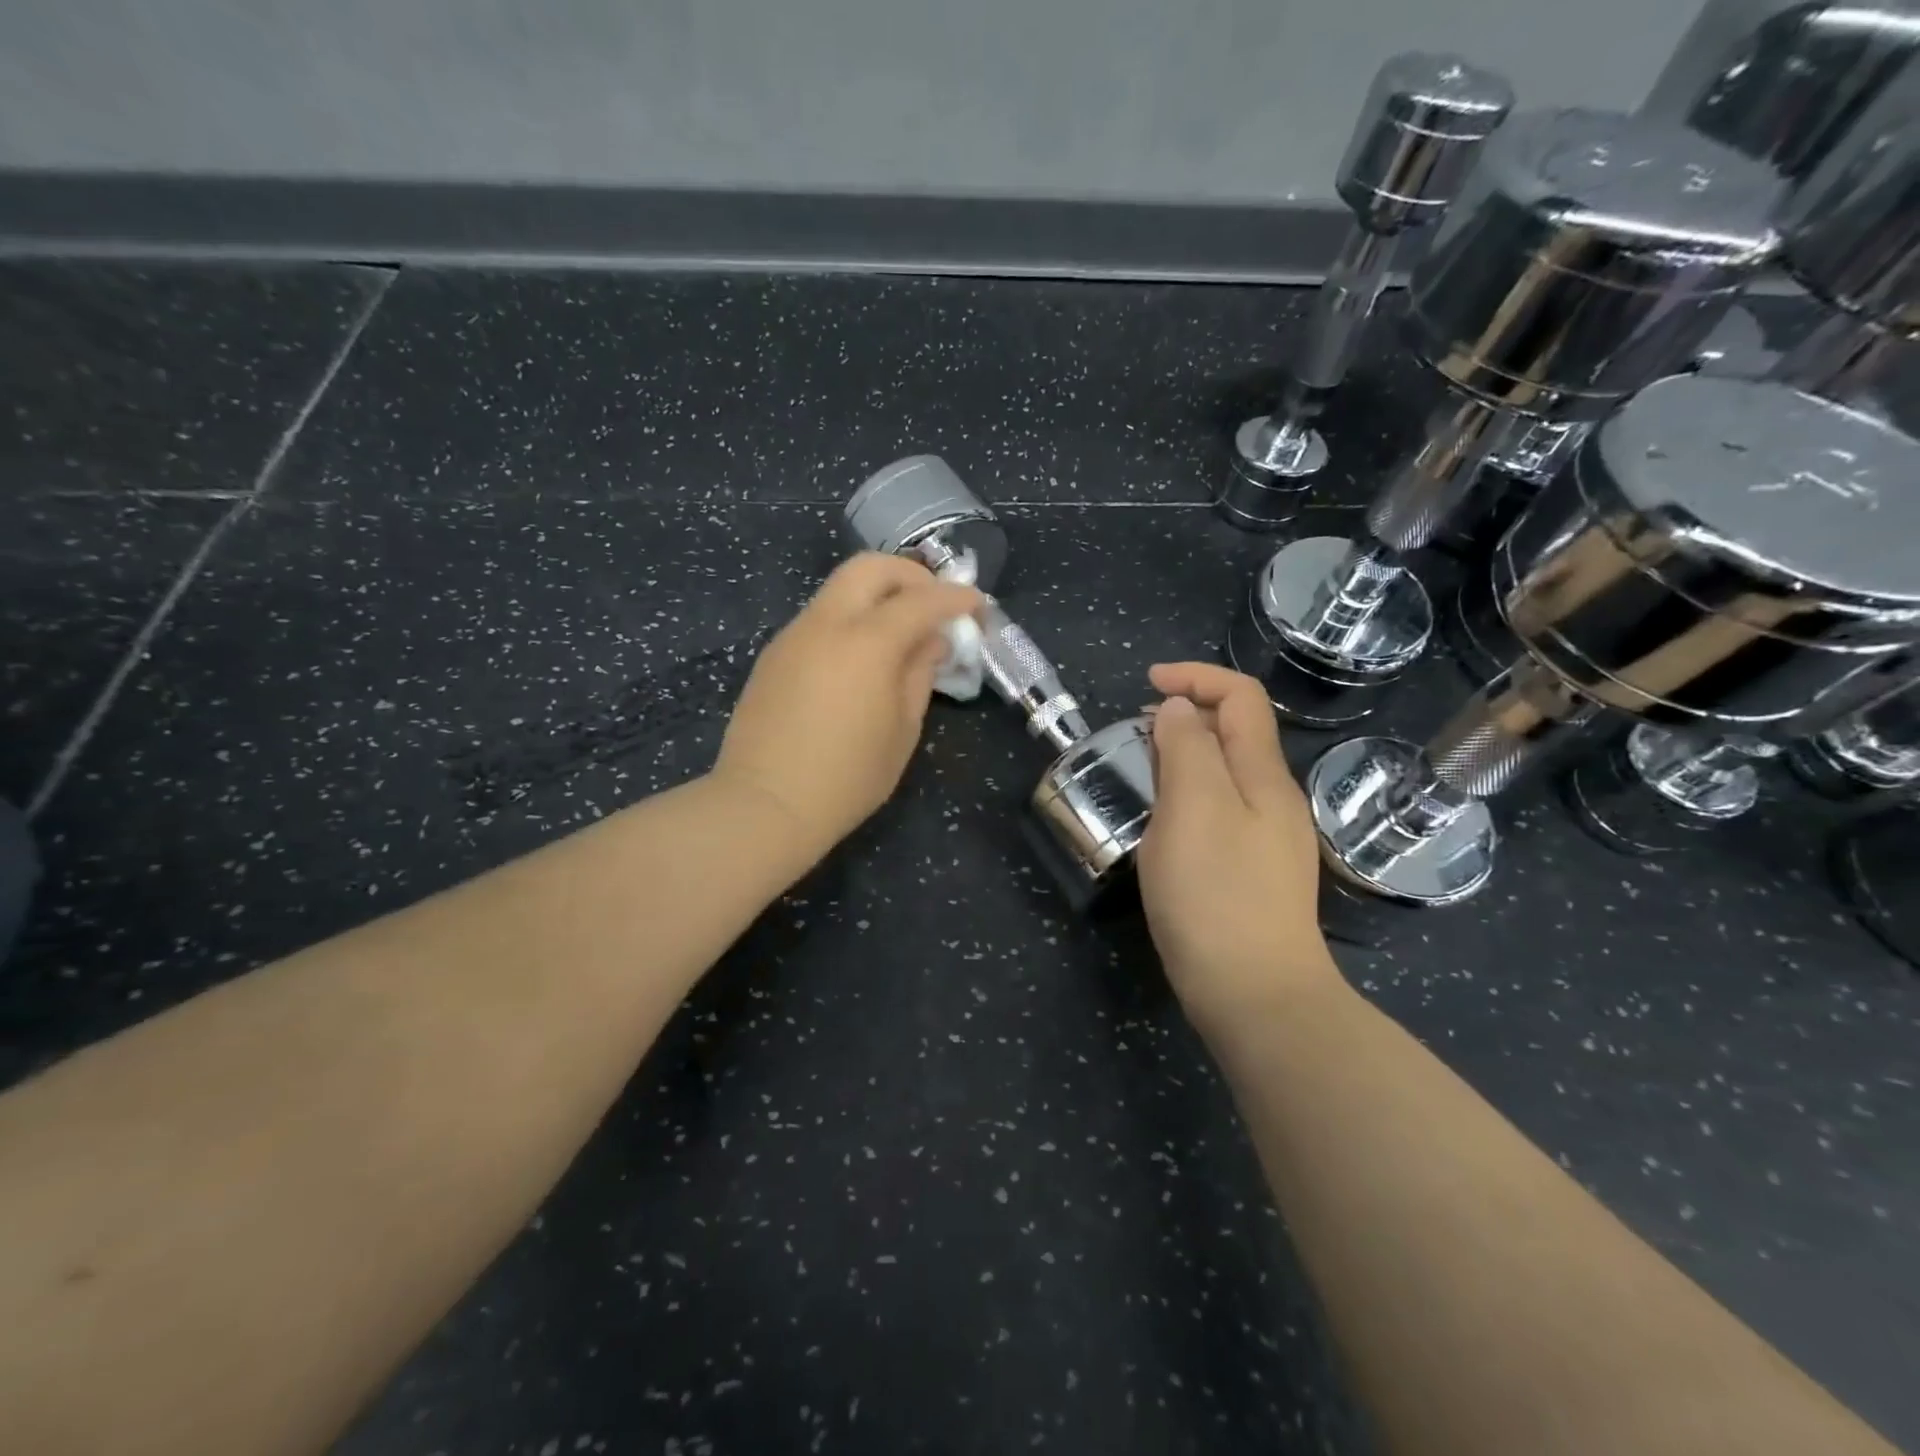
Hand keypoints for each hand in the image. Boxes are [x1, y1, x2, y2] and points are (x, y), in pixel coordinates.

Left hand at [712, 553, 981, 863]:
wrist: (766, 804)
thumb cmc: (848, 778)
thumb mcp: (902, 730)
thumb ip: (920, 673)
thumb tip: (931, 640)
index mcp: (867, 642)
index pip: (921, 600)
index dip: (955, 598)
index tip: (976, 606)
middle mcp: (826, 623)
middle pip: (870, 567)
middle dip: (910, 575)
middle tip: (933, 603)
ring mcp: (794, 635)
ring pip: (840, 589)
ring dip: (876, 597)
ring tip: (899, 634)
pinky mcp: (774, 654)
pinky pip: (820, 618)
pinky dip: (850, 621)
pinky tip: (859, 660)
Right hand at [1136, 662, 1342, 1029]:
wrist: (1256, 995)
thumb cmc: (1217, 895)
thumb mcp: (1193, 810)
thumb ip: (1188, 749)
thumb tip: (1180, 710)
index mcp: (1263, 776)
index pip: (1241, 697)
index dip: (1196, 676)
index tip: (1146, 685)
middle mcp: (1274, 800)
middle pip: (1237, 733)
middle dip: (1186, 716)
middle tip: (1135, 735)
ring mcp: (1268, 840)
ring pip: (1226, 775)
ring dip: (1185, 758)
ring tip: (1142, 775)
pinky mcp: (1253, 874)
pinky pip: (1221, 812)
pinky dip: (1189, 797)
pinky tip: (1163, 826)